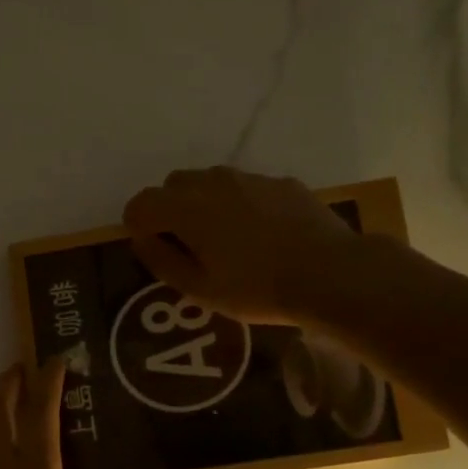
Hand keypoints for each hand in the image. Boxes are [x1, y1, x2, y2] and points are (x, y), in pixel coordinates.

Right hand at [122, 167, 366, 325]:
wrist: (329, 274)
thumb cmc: (257, 289)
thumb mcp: (200, 290)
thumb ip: (162, 261)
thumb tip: (142, 240)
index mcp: (186, 208)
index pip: (141, 203)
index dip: (138, 226)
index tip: (152, 249)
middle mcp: (213, 182)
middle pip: (174, 185)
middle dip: (170, 210)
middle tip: (187, 245)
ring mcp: (250, 178)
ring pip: (211, 181)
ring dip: (205, 203)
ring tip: (225, 240)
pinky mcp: (281, 182)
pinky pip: (246, 187)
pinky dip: (240, 204)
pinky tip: (261, 235)